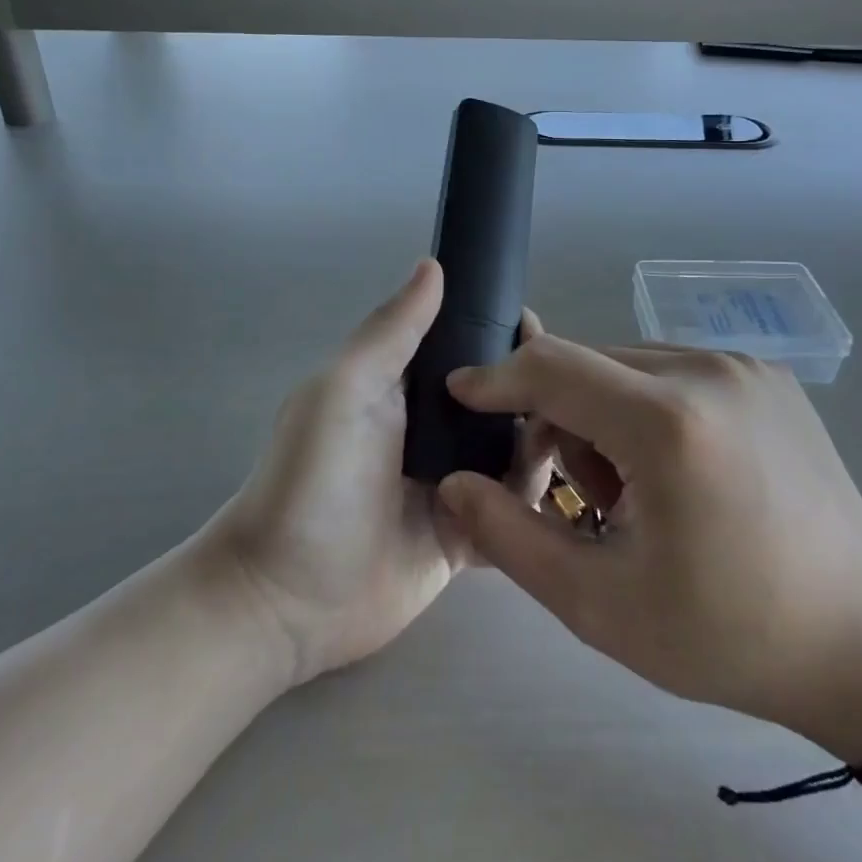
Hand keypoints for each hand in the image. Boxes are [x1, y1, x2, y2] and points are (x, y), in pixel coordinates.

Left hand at [208, 260, 550, 686]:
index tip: (538, 330)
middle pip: (502, 399)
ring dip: (543, 443)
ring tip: (573, 442)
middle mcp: (435, 429)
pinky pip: (515, 512)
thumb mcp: (345, 389)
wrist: (288, 597)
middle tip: (572, 396)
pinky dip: (535, 502)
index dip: (504, 333)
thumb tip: (433, 264)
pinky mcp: (468, 537)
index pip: (468, 346)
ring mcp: (455, 484)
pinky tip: (563, 493)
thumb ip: (391, 330)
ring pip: (517, 452)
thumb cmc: (313, 479)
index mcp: (406, 387)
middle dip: (536, 390)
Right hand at [436, 337, 861, 762]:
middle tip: (578, 497)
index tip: (459, 394)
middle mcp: (707, 370)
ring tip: (633, 493)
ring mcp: (743, 365)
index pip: (552, 367)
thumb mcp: (600, 605)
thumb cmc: (729, 634)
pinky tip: (675, 471)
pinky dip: (646, 408)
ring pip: (627, 366)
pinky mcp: (765, 374)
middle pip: (588, 365)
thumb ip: (510, 537)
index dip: (497, 378)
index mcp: (668, 423)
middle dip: (558, 417)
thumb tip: (453, 484)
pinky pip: (671, 371)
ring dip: (603, 414)